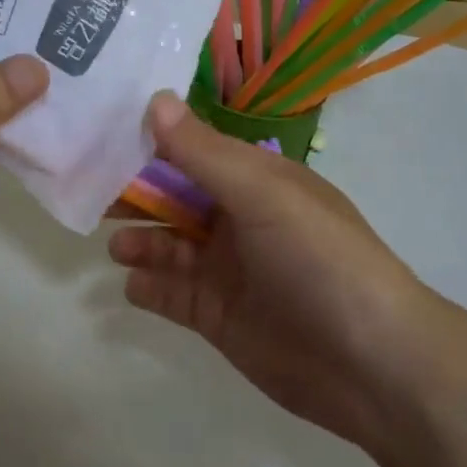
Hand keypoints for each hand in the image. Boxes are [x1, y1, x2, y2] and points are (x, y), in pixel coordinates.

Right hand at [109, 92, 441, 451]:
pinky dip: (147, 287)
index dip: (150, 142)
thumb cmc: (321, 261)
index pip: (193, 151)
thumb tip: (155, 99)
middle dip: (135, 194)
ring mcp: (227, 270)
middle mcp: (238, 220)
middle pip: (173, 198)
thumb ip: (204, 153)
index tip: (102, 135)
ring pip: (167, 246)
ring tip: (117, 247)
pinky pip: (170, 294)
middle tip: (93, 194)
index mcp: (256, 182)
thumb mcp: (264, 195)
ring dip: (138, 242)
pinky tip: (132, 285)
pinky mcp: (217, 316)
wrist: (373, 366)